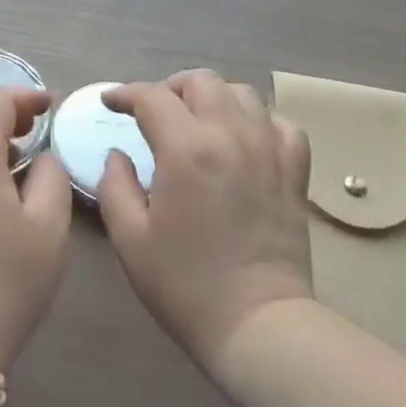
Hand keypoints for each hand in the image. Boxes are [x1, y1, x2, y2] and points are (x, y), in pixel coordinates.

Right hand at [98, 70, 312, 375]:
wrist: (257, 325)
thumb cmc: (184, 284)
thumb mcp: (130, 238)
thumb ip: (115, 185)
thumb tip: (118, 154)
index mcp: (186, 149)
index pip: (152, 97)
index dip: (125, 94)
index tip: (111, 104)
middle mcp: (230, 136)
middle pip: (200, 81)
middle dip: (169, 88)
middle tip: (152, 112)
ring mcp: (269, 151)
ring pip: (242, 94)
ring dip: (212, 98)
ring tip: (196, 120)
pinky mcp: (294, 172)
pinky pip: (280, 124)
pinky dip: (257, 121)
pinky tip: (243, 139)